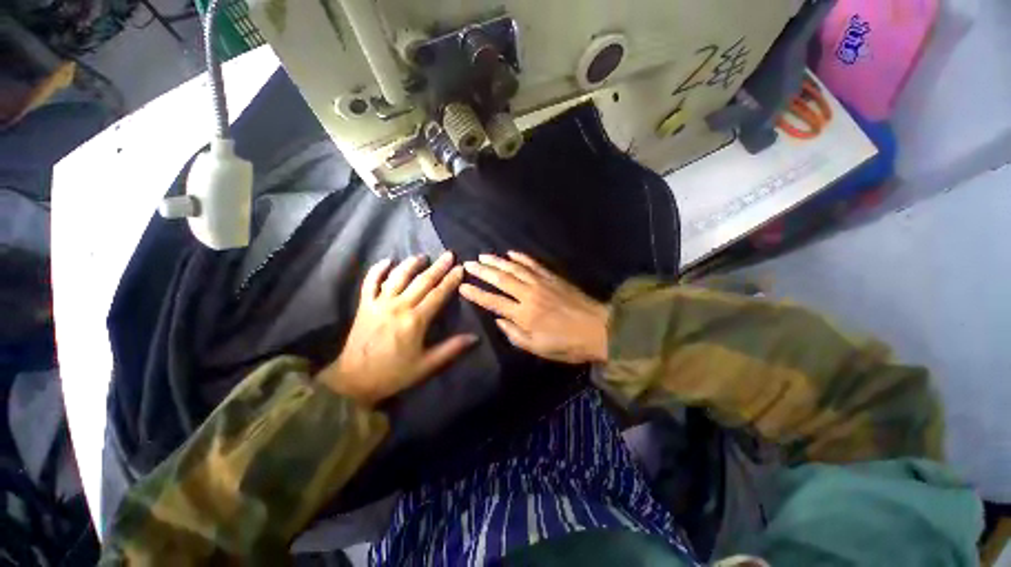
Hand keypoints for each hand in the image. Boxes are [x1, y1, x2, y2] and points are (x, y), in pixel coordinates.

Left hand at [320, 252, 476, 405]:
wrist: (355, 380)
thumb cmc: (394, 373)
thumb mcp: (427, 365)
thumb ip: (451, 349)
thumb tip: (475, 337)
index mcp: (415, 320)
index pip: (438, 294)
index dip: (451, 280)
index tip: (460, 268)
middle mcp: (399, 306)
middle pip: (422, 281)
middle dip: (438, 267)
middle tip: (449, 254)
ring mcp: (379, 303)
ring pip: (398, 277)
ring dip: (412, 264)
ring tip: (423, 256)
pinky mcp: (365, 305)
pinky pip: (370, 282)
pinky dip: (378, 269)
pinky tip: (387, 260)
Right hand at [459, 252, 607, 363]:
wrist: (599, 328)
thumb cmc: (567, 344)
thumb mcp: (538, 348)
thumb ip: (514, 334)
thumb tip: (498, 320)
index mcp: (523, 314)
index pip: (493, 301)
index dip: (476, 293)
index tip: (462, 286)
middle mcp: (528, 294)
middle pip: (500, 279)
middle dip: (482, 271)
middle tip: (468, 264)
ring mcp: (541, 282)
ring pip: (514, 268)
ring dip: (497, 261)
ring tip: (484, 256)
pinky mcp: (552, 277)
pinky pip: (533, 264)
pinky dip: (521, 257)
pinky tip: (511, 253)